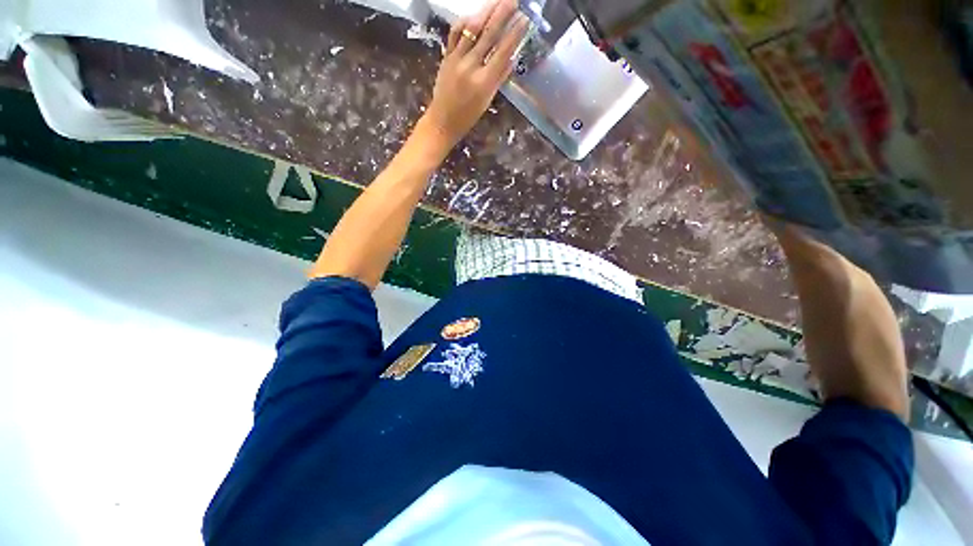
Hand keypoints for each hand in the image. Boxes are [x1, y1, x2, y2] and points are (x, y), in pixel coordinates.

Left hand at [420, 0, 528, 151]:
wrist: (442, 121)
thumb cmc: (468, 116)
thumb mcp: (487, 101)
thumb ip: (499, 79)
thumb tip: (512, 58)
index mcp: (484, 82)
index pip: (503, 52)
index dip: (515, 34)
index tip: (525, 20)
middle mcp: (471, 67)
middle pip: (489, 35)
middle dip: (503, 14)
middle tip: (514, 0)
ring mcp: (456, 59)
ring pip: (472, 29)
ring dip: (486, 11)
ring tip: (498, 1)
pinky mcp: (446, 56)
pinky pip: (455, 34)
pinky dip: (465, 21)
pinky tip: (474, 14)